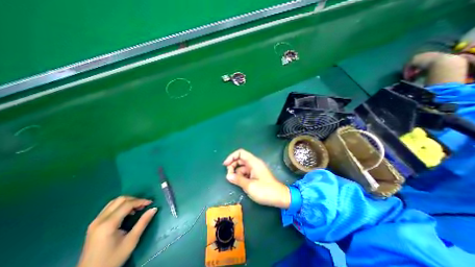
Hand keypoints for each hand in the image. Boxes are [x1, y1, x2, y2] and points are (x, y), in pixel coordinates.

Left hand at [77, 196, 156, 266]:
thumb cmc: (112, 259)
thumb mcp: (131, 241)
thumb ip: (143, 222)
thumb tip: (154, 208)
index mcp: (108, 224)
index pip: (127, 204)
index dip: (141, 201)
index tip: (151, 203)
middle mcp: (99, 220)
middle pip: (120, 200)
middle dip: (134, 199)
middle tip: (144, 205)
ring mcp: (95, 222)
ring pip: (114, 202)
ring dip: (128, 202)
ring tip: (137, 209)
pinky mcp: (94, 225)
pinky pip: (109, 208)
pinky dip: (121, 206)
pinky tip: (127, 213)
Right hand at [222, 148, 288, 208]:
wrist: (279, 197)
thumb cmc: (265, 191)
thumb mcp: (250, 186)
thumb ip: (238, 179)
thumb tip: (228, 176)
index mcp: (253, 162)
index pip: (241, 153)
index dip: (232, 157)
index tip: (225, 165)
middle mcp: (254, 163)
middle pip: (240, 159)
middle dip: (233, 165)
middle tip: (229, 175)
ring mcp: (255, 169)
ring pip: (242, 167)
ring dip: (236, 172)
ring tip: (234, 181)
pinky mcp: (255, 175)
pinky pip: (245, 172)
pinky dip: (241, 176)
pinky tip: (239, 182)